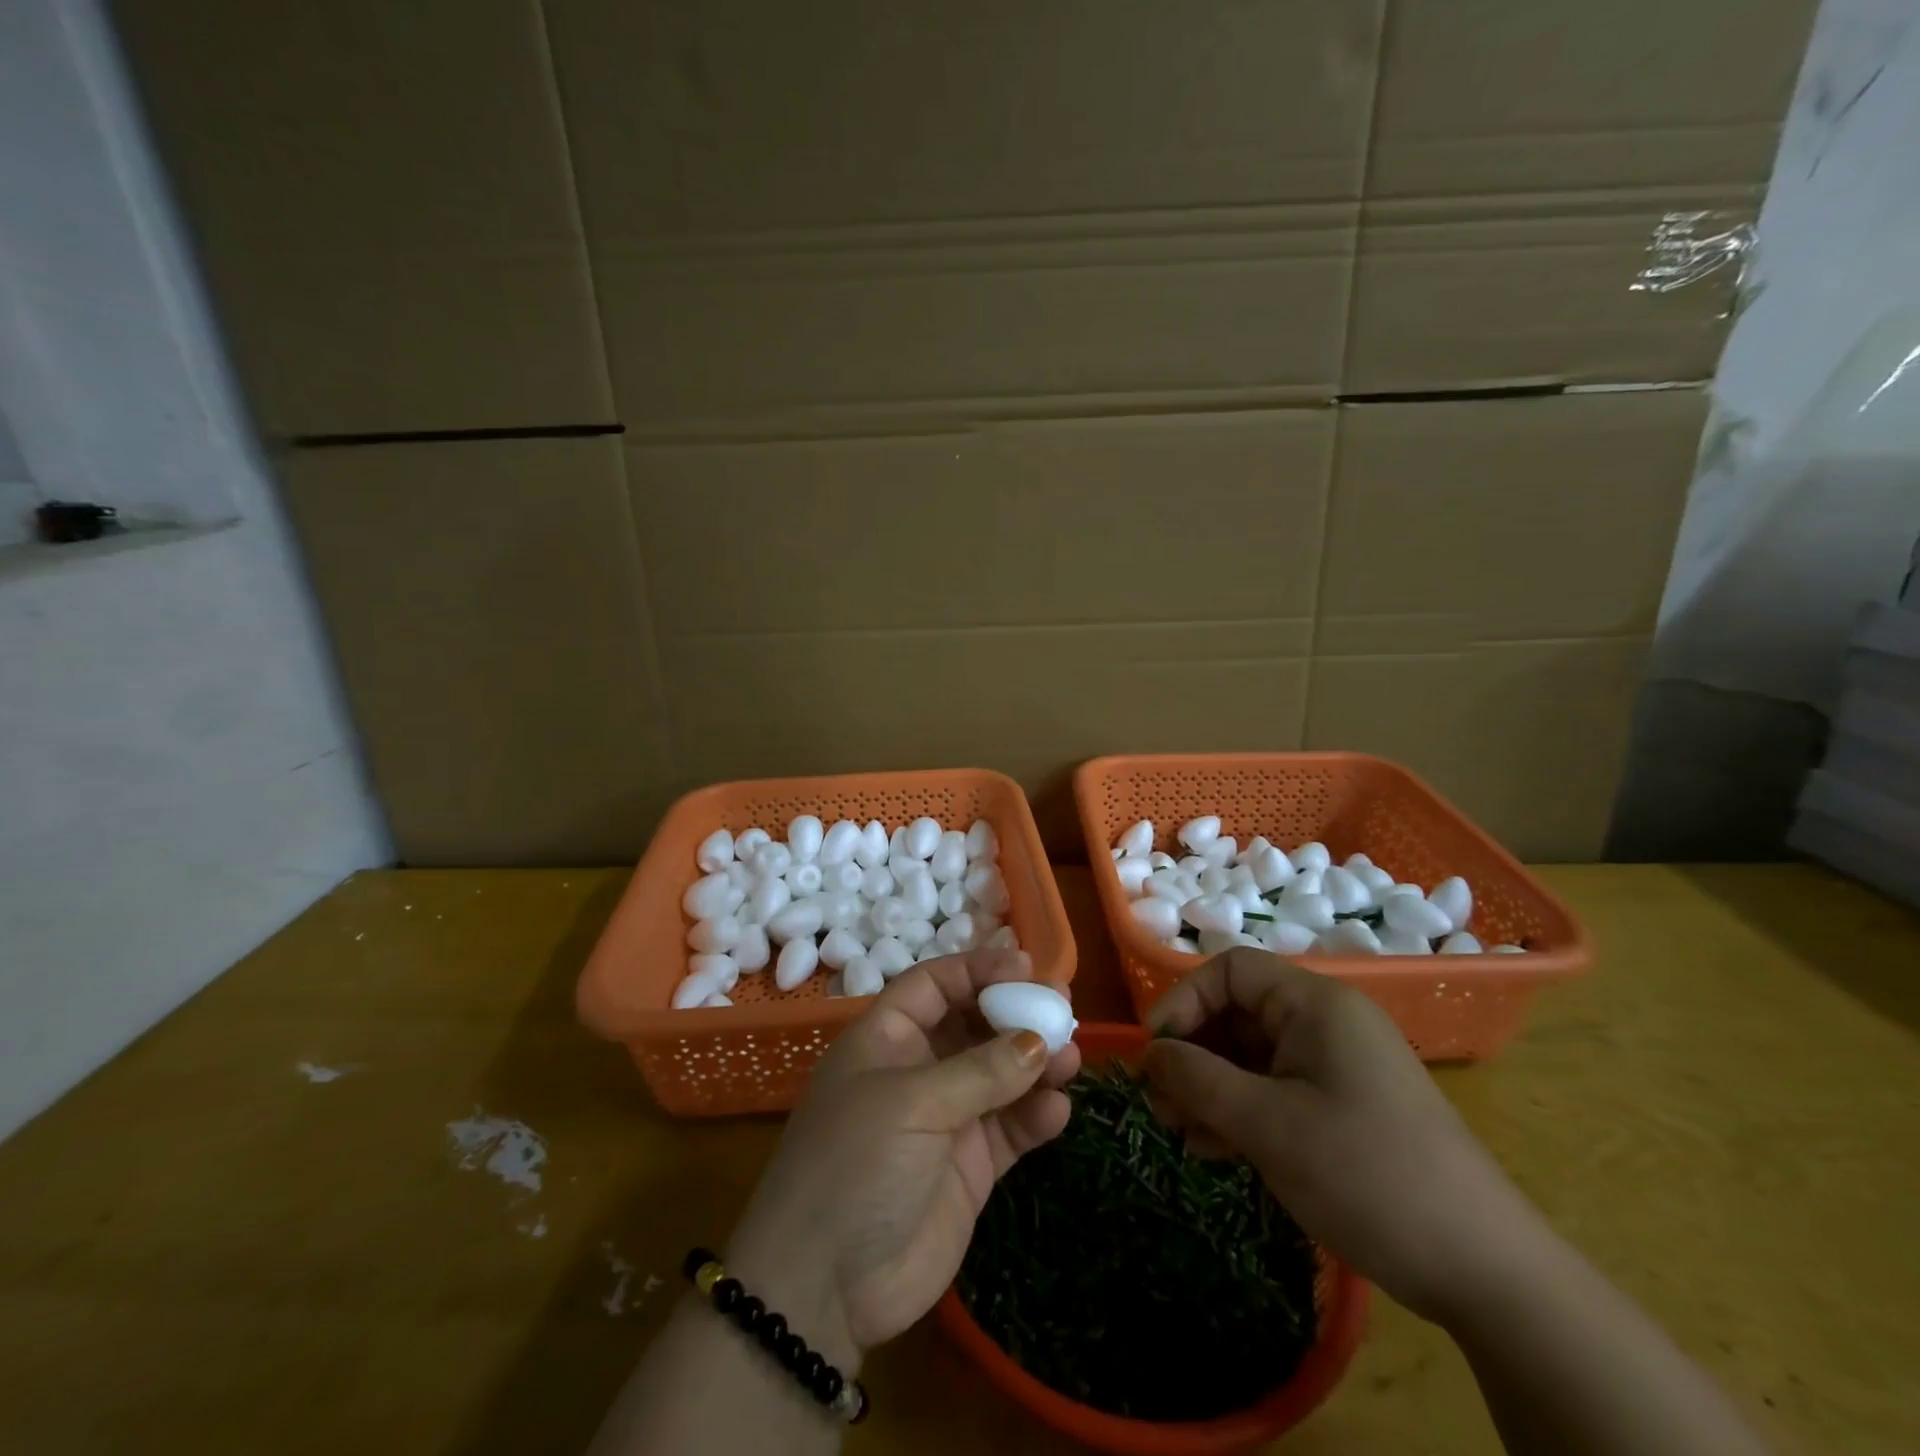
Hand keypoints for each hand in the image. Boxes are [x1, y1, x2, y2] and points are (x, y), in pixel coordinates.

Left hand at [725, 946, 1080, 1362]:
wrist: (825, 1288)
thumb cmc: (855, 1165)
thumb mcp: (912, 1104)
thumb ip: (980, 1071)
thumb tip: (1038, 1042)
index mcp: (887, 1039)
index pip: (934, 985)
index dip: (976, 970)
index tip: (1025, 966)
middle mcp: (918, 1070)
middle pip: (974, 1025)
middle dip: (1017, 1014)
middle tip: (1063, 1007)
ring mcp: (946, 1118)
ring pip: (1001, 1074)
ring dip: (1036, 1063)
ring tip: (1070, 1058)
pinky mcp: (969, 1166)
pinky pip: (1010, 1128)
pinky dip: (1035, 1116)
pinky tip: (1057, 1111)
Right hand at [1142, 947, 1543, 1323]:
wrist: (1485, 1271)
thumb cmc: (1366, 1174)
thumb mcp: (1268, 1125)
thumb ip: (1197, 1079)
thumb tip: (1148, 1054)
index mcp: (1316, 1004)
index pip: (1230, 970)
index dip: (1184, 1001)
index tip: (1156, 1053)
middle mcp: (1326, 1023)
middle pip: (1238, 1014)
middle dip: (1192, 1054)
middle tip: (1161, 1105)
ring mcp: (1336, 1067)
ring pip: (1251, 1057)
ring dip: (1210, 1088)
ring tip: (1181, 1132)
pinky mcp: (1343, 1107)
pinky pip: (1275, 1090)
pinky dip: (1240, 1111)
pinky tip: (1215, 1150)